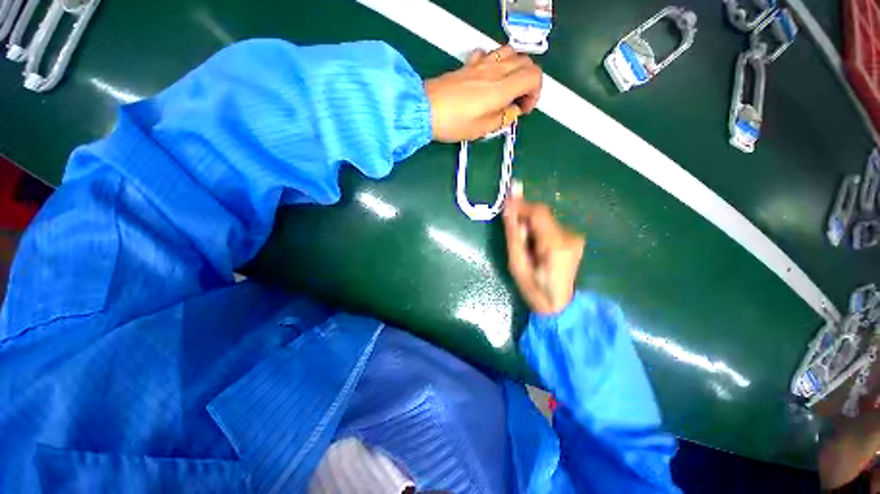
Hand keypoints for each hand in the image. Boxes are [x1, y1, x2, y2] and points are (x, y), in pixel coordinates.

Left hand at [424, 46, 542, 142]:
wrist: (425, 110)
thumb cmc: (453, 123)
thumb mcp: (481, 129)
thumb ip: (502, 119)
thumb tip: (511, 112)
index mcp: (501, 88)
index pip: (534, 76)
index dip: (535, 93)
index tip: (524, 108)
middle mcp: (495, 70)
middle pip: (526, 62)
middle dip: (529, 81)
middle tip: (518, 100)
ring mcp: (481, 64)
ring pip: (510, 53)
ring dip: (516, 68)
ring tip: (508, 87)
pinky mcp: (468, 64)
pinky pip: (489, 53)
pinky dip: (496, 62)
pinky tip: (489, 76)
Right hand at [503, 195, 584, 313]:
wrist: (559, 305)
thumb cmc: (533, 288)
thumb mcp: (516, 263)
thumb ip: (513, 233)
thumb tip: (508, 208)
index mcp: (555, 245)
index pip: (538, 213)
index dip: (521, 204)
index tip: (506, 201)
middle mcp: (570, 236)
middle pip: (542, 215)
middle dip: (524, 218)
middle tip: (513, 230)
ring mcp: (575, 238)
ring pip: (545, 221)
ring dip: (531, 226)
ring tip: (525, 244)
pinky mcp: (575, 239)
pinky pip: (550, 227)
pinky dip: (539, 231)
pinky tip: (535, 246)